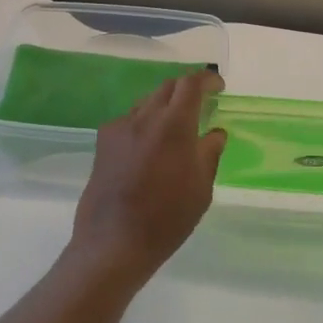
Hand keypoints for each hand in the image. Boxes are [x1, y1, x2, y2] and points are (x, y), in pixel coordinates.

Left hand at [70, 70, 227, 284]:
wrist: (114, 242)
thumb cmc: (167, 217)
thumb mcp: (201, 188)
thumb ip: (209, 153)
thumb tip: (215, 133)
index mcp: (174, 125)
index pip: (191, 83)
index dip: (206, 79)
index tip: (218, 86)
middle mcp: (145, 117)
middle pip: (167, 87)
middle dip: (186, 90)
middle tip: (200, 105)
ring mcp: (120, 128)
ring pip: (146, 103)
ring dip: (163, 107)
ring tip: (174, 129)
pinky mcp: (103, 143)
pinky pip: (129, 121)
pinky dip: (144, 124)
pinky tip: (147, 149)